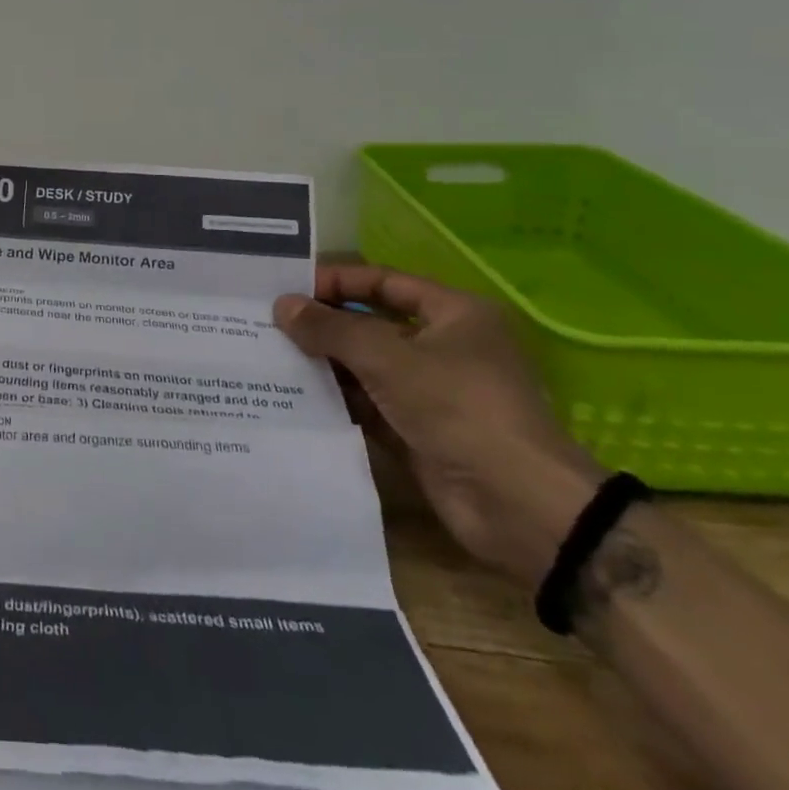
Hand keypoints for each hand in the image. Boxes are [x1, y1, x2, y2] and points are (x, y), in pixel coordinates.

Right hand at [275, 265, 601, 587]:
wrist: (519, 508)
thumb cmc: (460, 408)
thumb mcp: (388, 357)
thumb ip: (330, 329)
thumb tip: (281, 306)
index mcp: (454, 315)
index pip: (383, 282)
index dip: (336, 282)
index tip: (288, 289)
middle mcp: (444, 347)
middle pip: (371, 324)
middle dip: (323, 324)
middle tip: (269, 322)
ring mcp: (431, 391)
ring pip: (365, 366)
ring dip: (324, 363)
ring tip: (269, 355)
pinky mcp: (417, 431)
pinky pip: (366, 404)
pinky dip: (335, 399)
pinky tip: (292, 394)